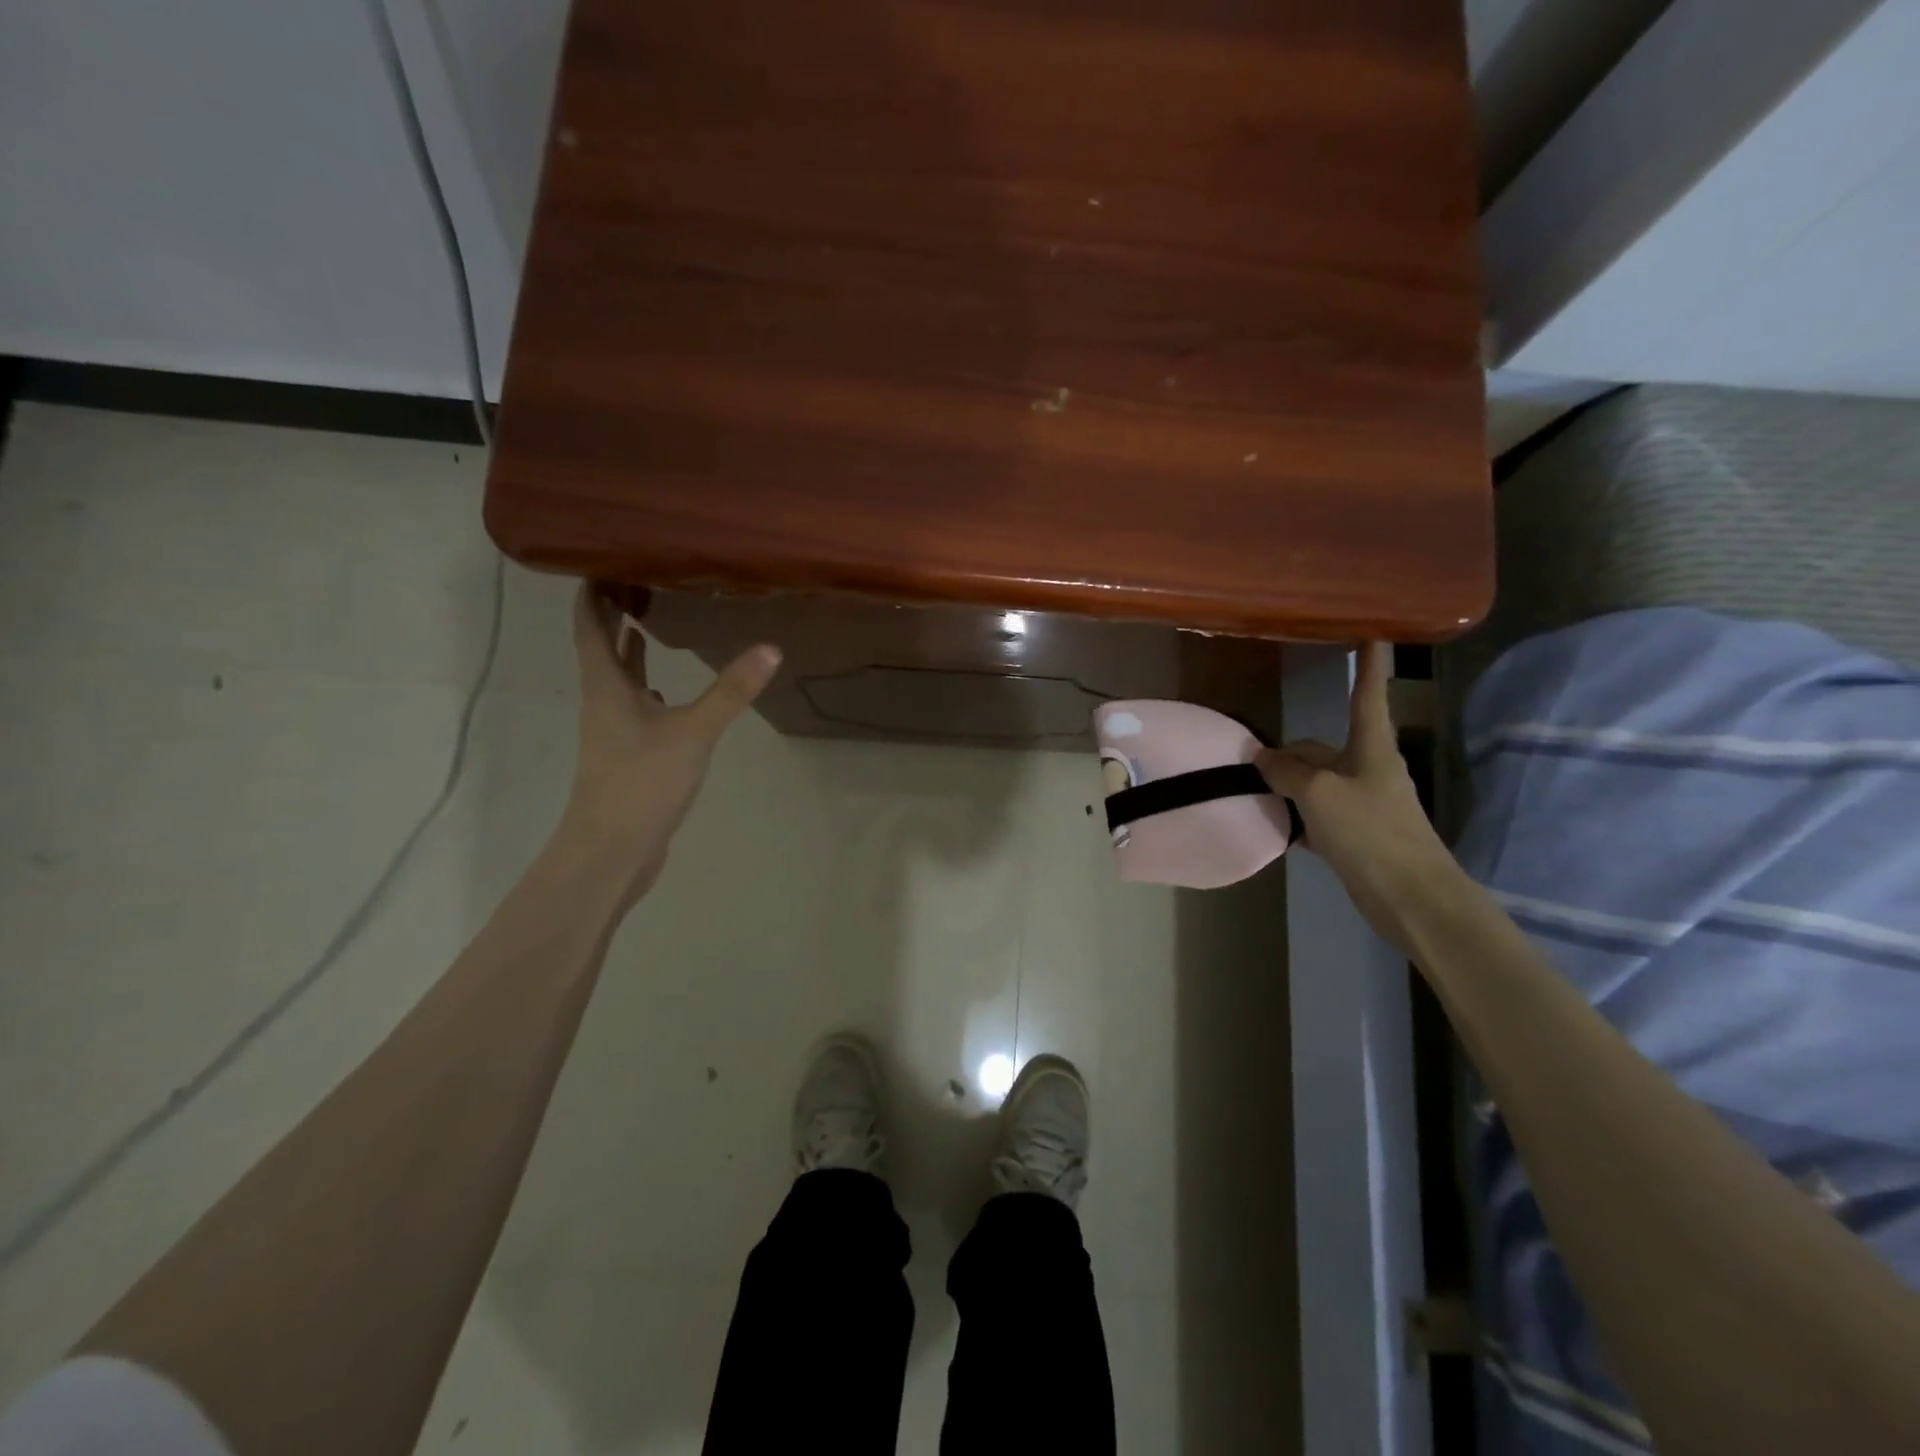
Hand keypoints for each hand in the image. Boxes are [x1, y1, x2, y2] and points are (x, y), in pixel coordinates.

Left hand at [556, 583, 780, 905]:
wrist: (612, 851)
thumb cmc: (640, 783)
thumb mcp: (692, 733)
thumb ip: (730, 692)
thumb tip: (770, 648)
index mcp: (606, 686)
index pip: (590, 624)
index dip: (593, 590)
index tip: (606, 556)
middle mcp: (604, 701)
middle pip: (602, 645)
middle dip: (615, 612)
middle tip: (642, 577)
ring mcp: (615, 729)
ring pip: (619, 677)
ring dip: (630, 648)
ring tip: (655, 620)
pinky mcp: (630, 753)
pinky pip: (636, 705)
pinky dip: (648, 687)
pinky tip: (668, 689)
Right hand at [1258, 642, 1458, 948]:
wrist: (1411, 897)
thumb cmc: (1370, 832)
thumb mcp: (1319, 794)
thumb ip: (1287, 772)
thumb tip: (1261, 756)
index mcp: (1371, 748)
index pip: (1368, 694)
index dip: (1368, 664)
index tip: (1371, 632)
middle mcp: (1369, 769)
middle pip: (1323, 748)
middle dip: (1291, 753)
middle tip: (1251, 761)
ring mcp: (1363, 803)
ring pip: (1317, 782)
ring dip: (1289, 785)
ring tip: (1254, 791)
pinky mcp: (1357, 834)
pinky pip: (1319, 813)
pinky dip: (1298, 815)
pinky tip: (1275, 824)